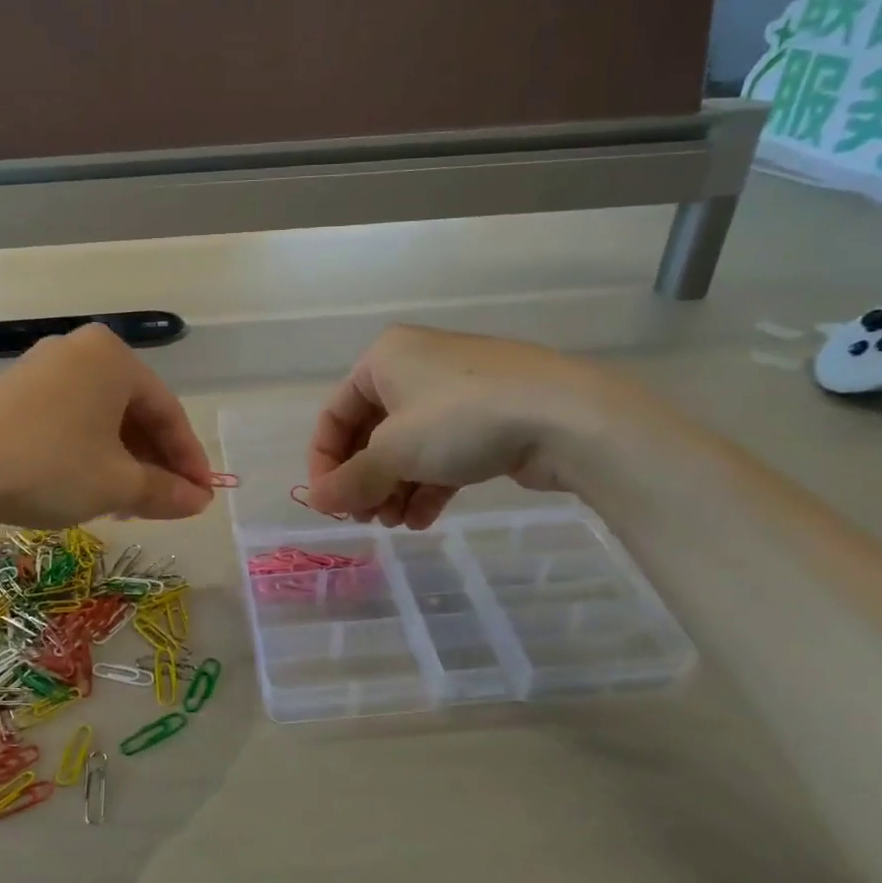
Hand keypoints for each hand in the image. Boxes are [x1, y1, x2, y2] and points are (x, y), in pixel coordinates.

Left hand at [0, 324, 213, 528]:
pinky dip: (89, 451)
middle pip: (134, 411)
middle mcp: (79, 350)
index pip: (168, 410)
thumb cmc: (51, 467)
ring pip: (100, 417)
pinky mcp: (13, 391)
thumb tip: (199, 501)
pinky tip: (90, 486)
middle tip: (168, 501)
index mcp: (113, 357)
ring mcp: (41, 367)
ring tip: (131, 502)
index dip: (190, 458)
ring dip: (123, 460)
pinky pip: (69, 419)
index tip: (203, 494)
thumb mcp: (117, 484)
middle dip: (155, 460)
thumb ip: (164, 490)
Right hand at [306, 325, 641, 526]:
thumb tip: (316, 502)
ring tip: (395, 524)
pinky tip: (424, 520)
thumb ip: (351, 480)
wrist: (565, 416)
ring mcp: (455, 392)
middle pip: (371, 433)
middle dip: (365, 480)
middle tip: (365, 519)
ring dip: (394, 489)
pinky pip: (442, 452)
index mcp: (384, 358)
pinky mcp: (487, 417)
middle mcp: (415, 367)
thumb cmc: (460, 420)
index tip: (329, 504)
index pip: (334, 414)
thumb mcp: (394, 452)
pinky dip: (427, 485)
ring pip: (408, 446)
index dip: (324, 462)